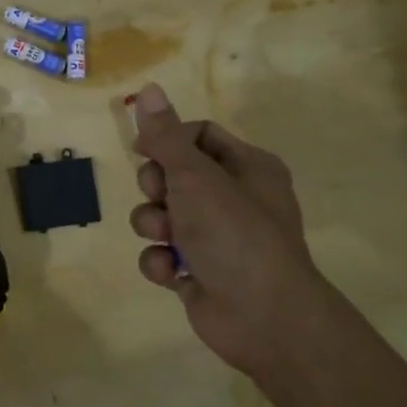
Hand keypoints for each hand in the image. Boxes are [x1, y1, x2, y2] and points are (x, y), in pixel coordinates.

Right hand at [130, 83, 334, 380]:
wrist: (264, 319)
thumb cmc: (235, 234)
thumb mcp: (195, 176)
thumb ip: (166, 136)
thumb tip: (149, 88)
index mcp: (247, 167)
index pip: (198, 135)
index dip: (167, 139)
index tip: (142, 149)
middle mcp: (234, 198)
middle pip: (175, 174)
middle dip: (156, 187)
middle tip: (161, 196)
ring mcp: (216, 238)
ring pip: (163, 215)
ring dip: (154, 225)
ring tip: (166, 238)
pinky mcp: (199, 272)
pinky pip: (163, 253)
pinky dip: (161, 261)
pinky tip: (171, 272)